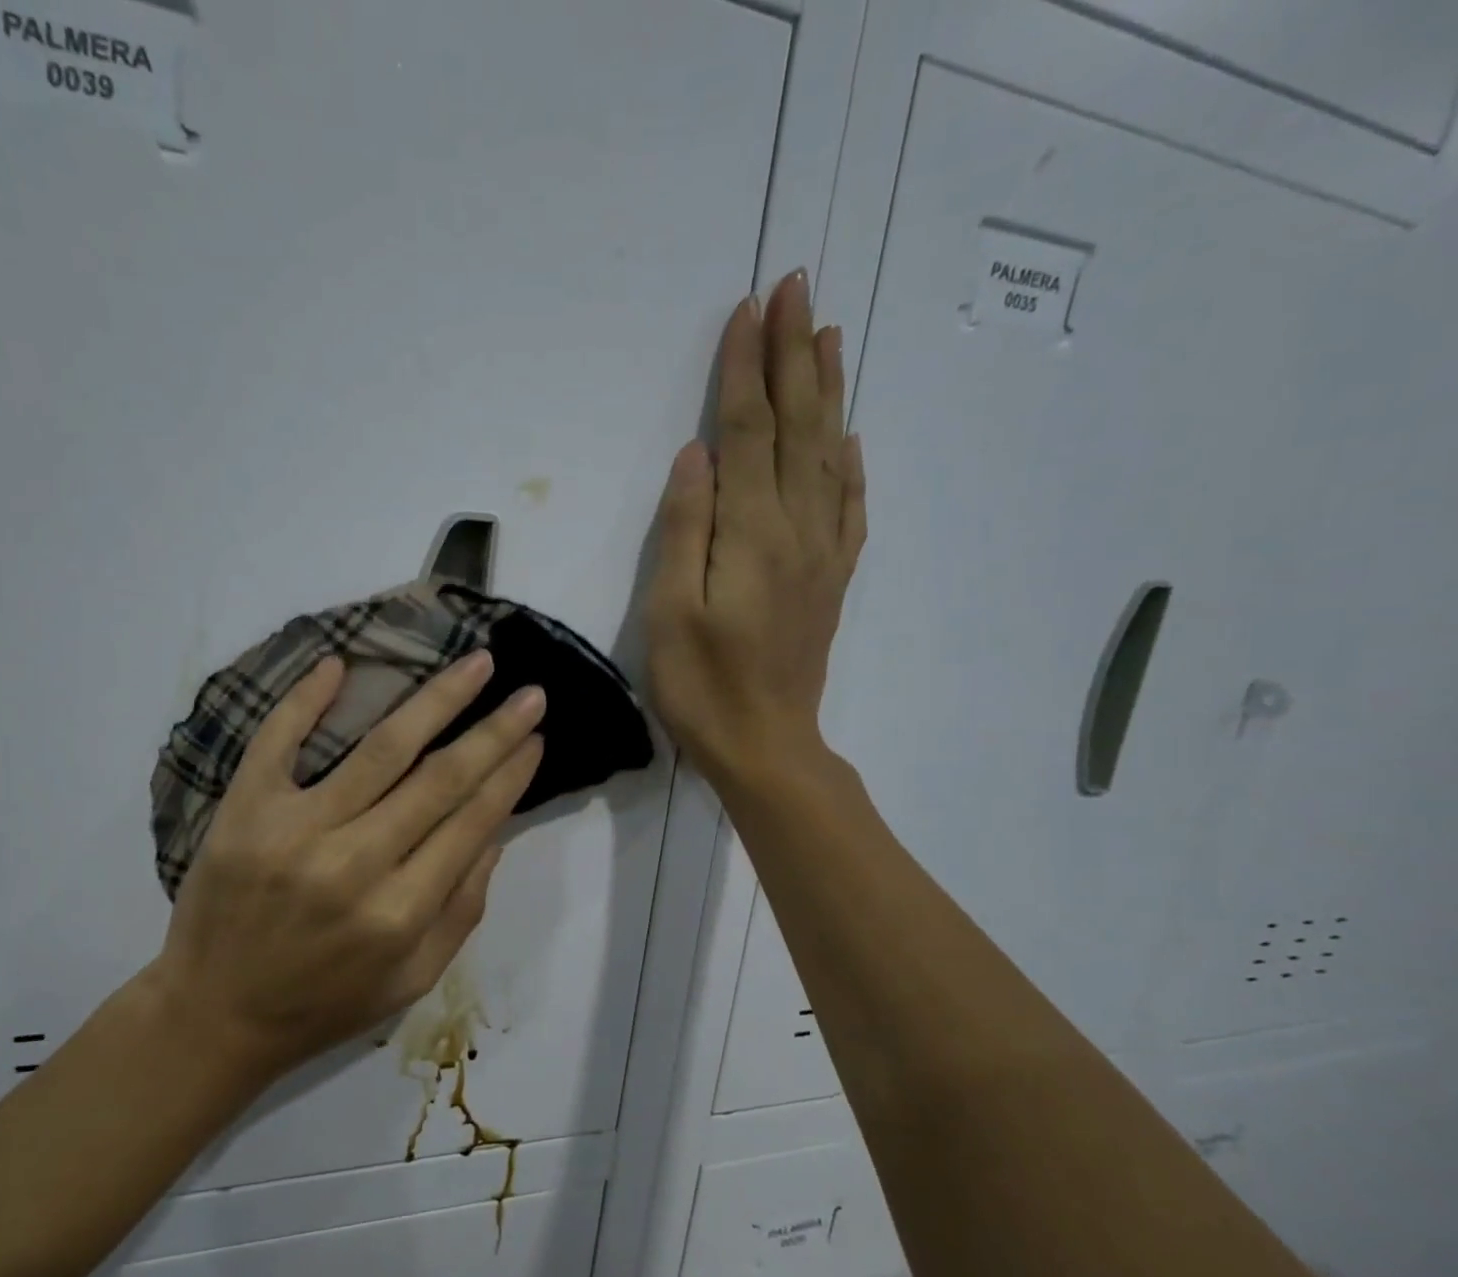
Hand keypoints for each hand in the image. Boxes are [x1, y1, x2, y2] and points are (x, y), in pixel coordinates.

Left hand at [146, 650, 545, 1083]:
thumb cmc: (323, 1003)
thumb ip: (462, 912)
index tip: (537, 739)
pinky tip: (340, 663)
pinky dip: (306, 699)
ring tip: (476, 664)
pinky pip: (279, 740)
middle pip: (439, 778)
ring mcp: (295, 832)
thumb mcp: (412, 981)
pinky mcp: (244, 811)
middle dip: (493, 730)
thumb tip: (494, 834)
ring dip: (436, 700)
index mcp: (400, 913)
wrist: (213, 1016)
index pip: (471, 823)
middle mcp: (354, 865)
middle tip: (530, 693)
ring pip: (380, 749)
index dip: (511, 776)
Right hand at [645, 270, 866, 785]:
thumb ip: (685, 530)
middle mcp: (797, 528)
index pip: (747, 432)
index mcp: (752, 533)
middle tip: (795, 288)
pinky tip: (852, 437)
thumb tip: (696, 455)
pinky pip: (850, 506)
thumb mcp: (670, 611)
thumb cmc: (702, 684)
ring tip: (827, 336)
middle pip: (797, 427)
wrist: (766, 743)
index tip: (746, 309)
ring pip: (831, 454)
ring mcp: (823, 552)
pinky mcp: (832, 578)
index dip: (744, 369)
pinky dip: (852, 463)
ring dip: (827, 391)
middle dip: (792, 355)